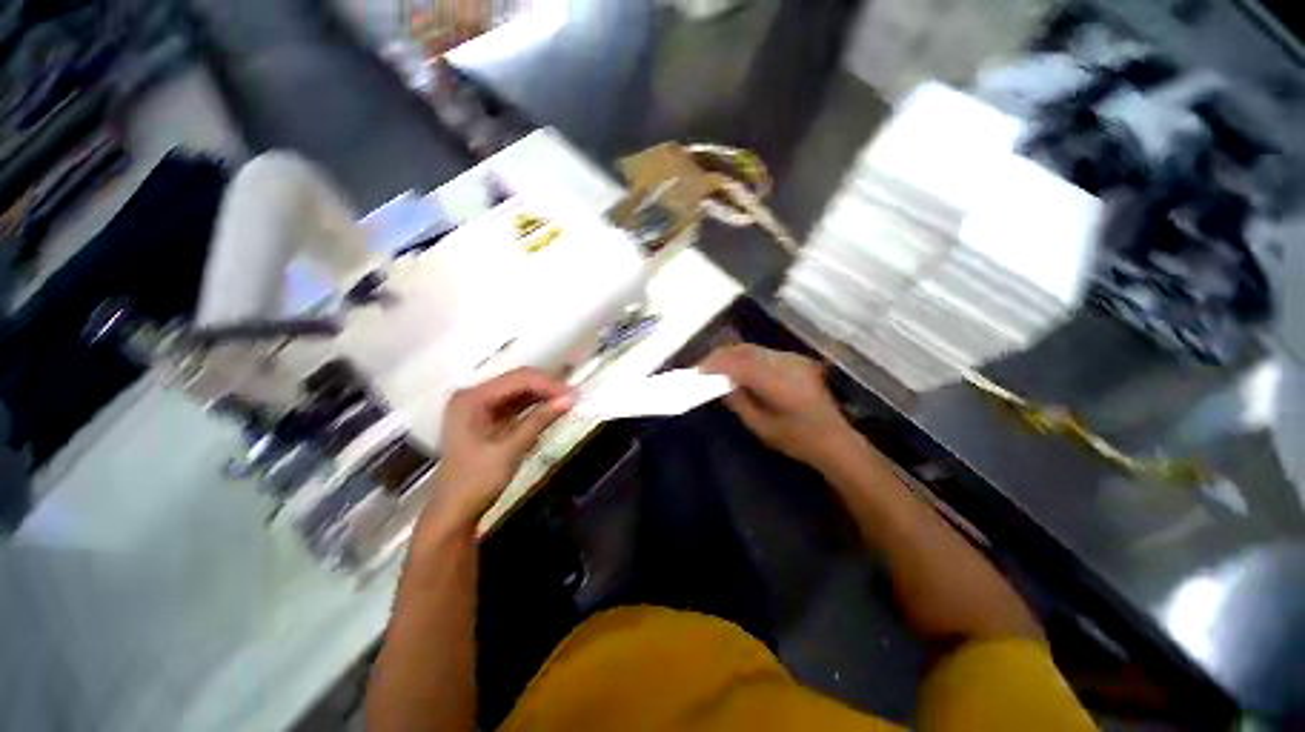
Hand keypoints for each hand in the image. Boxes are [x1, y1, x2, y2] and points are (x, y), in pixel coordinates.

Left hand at [427, 368, 571, 526]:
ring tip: (568, 401)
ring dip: (544, 396)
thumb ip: (539, 420)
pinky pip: (516, 405)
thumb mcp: (510, 449)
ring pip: (520, 391)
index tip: (574, 394)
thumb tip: (570, 399)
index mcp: (472, 398)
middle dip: (547, 387)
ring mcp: (480, 406)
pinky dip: (535, 407)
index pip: (518, 379)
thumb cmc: (476, 482)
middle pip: (518, 380)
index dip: (548, 383)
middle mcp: (474, 395)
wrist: (454, 513)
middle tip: (574, 397)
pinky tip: (552, 410)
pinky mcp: (488, 418)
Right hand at [701, 343, 852, 466]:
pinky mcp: (796, 360)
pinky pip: (764, 353)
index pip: (738, 363)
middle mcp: (784, 363)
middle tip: (703, 367)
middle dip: (720, 356)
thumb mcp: (761, 426)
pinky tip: (738, 368)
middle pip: (744, 350)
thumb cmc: (797, 439)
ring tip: (716, 367)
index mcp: (777, 381)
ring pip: (753, 349)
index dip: (715, 364)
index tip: (697, 371)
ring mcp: (792, 359)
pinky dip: (746, 357)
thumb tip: (720, 384)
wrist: (835, 438)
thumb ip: (738, 402)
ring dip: (732, 355)